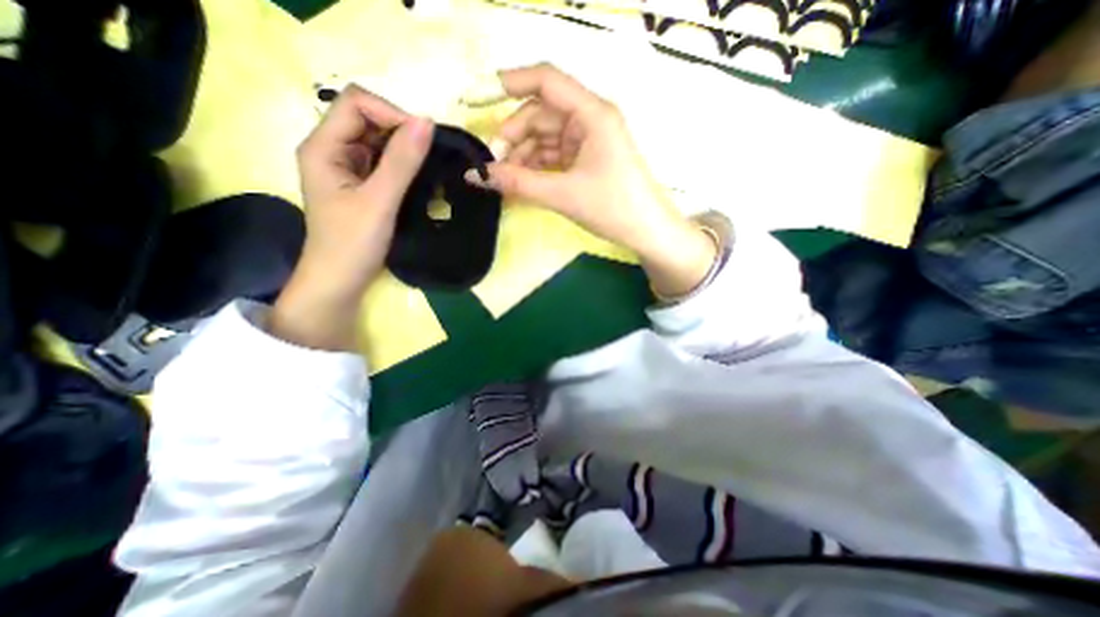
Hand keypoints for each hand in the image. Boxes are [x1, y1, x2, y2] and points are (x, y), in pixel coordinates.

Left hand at [271, 84, 432, 348]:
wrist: (341, 280)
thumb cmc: (353, 243)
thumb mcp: (379, 201)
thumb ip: (402, 162)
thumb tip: (427, 123)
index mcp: (323, 146)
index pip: (356, 104)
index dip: (391, 113)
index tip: (423, 139)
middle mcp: (332, 150)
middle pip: (367, 119)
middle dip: (401, 131)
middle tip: (431, 154)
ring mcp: (346, 168)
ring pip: (378, 142)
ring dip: (405, 149)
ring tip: (429, 166)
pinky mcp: (361, 184)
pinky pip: (384, 162)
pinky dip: (403, 165)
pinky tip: (419, 177)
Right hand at [460, 62, 712, 298]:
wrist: (647, 232)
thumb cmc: (613, 208)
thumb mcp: (563, 195)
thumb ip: (518, 184)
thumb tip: (476, 175)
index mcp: (592, 114)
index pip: (544, 81)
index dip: (507, 84)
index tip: (475, 100)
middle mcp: (589, 120)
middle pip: (540, 115)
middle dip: (513, 137)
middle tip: (493, 166)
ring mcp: (588, 141)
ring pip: (545, 138)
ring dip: (522, 156)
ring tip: (504, 181)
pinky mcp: (586, 160)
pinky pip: (554, 156)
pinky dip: (536, 168)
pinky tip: (521, 183)